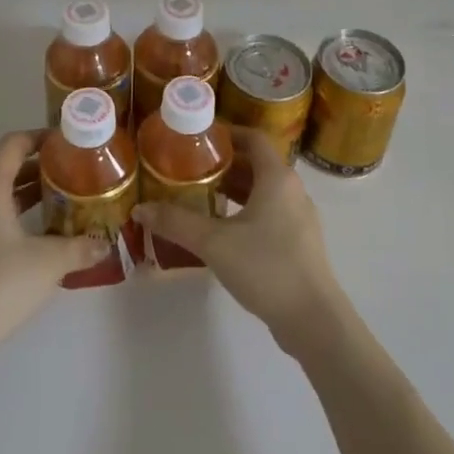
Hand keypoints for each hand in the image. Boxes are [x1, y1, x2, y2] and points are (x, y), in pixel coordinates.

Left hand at [0, 132, 105, 348]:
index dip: (38, 137)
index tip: (65, 142)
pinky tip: (37, 235)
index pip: (12, 145)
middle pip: (3, 169)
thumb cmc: (4, 283)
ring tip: (59, 200)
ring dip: (25, 194)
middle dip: (37, 168)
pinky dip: (13, 216)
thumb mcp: (51, 261)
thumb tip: (105, 243)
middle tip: (70, 172)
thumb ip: (80, 247)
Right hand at [133, 130, 348, 357]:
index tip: (199, 138)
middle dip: (224, 163)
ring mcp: (300, 218)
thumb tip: (140, 209)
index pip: (253, 138)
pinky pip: (270, 213)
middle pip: (257, 164)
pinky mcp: (300, 243)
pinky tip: (224, 230)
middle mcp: (292, 190)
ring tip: (202, 196)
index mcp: (277, 177)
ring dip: (235, 189)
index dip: (227, 133)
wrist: (313, 320)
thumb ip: (176, 222)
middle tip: (191, 168)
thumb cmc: (266, 266)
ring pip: (264, 190)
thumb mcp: (214, 242)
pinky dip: (247, 211)